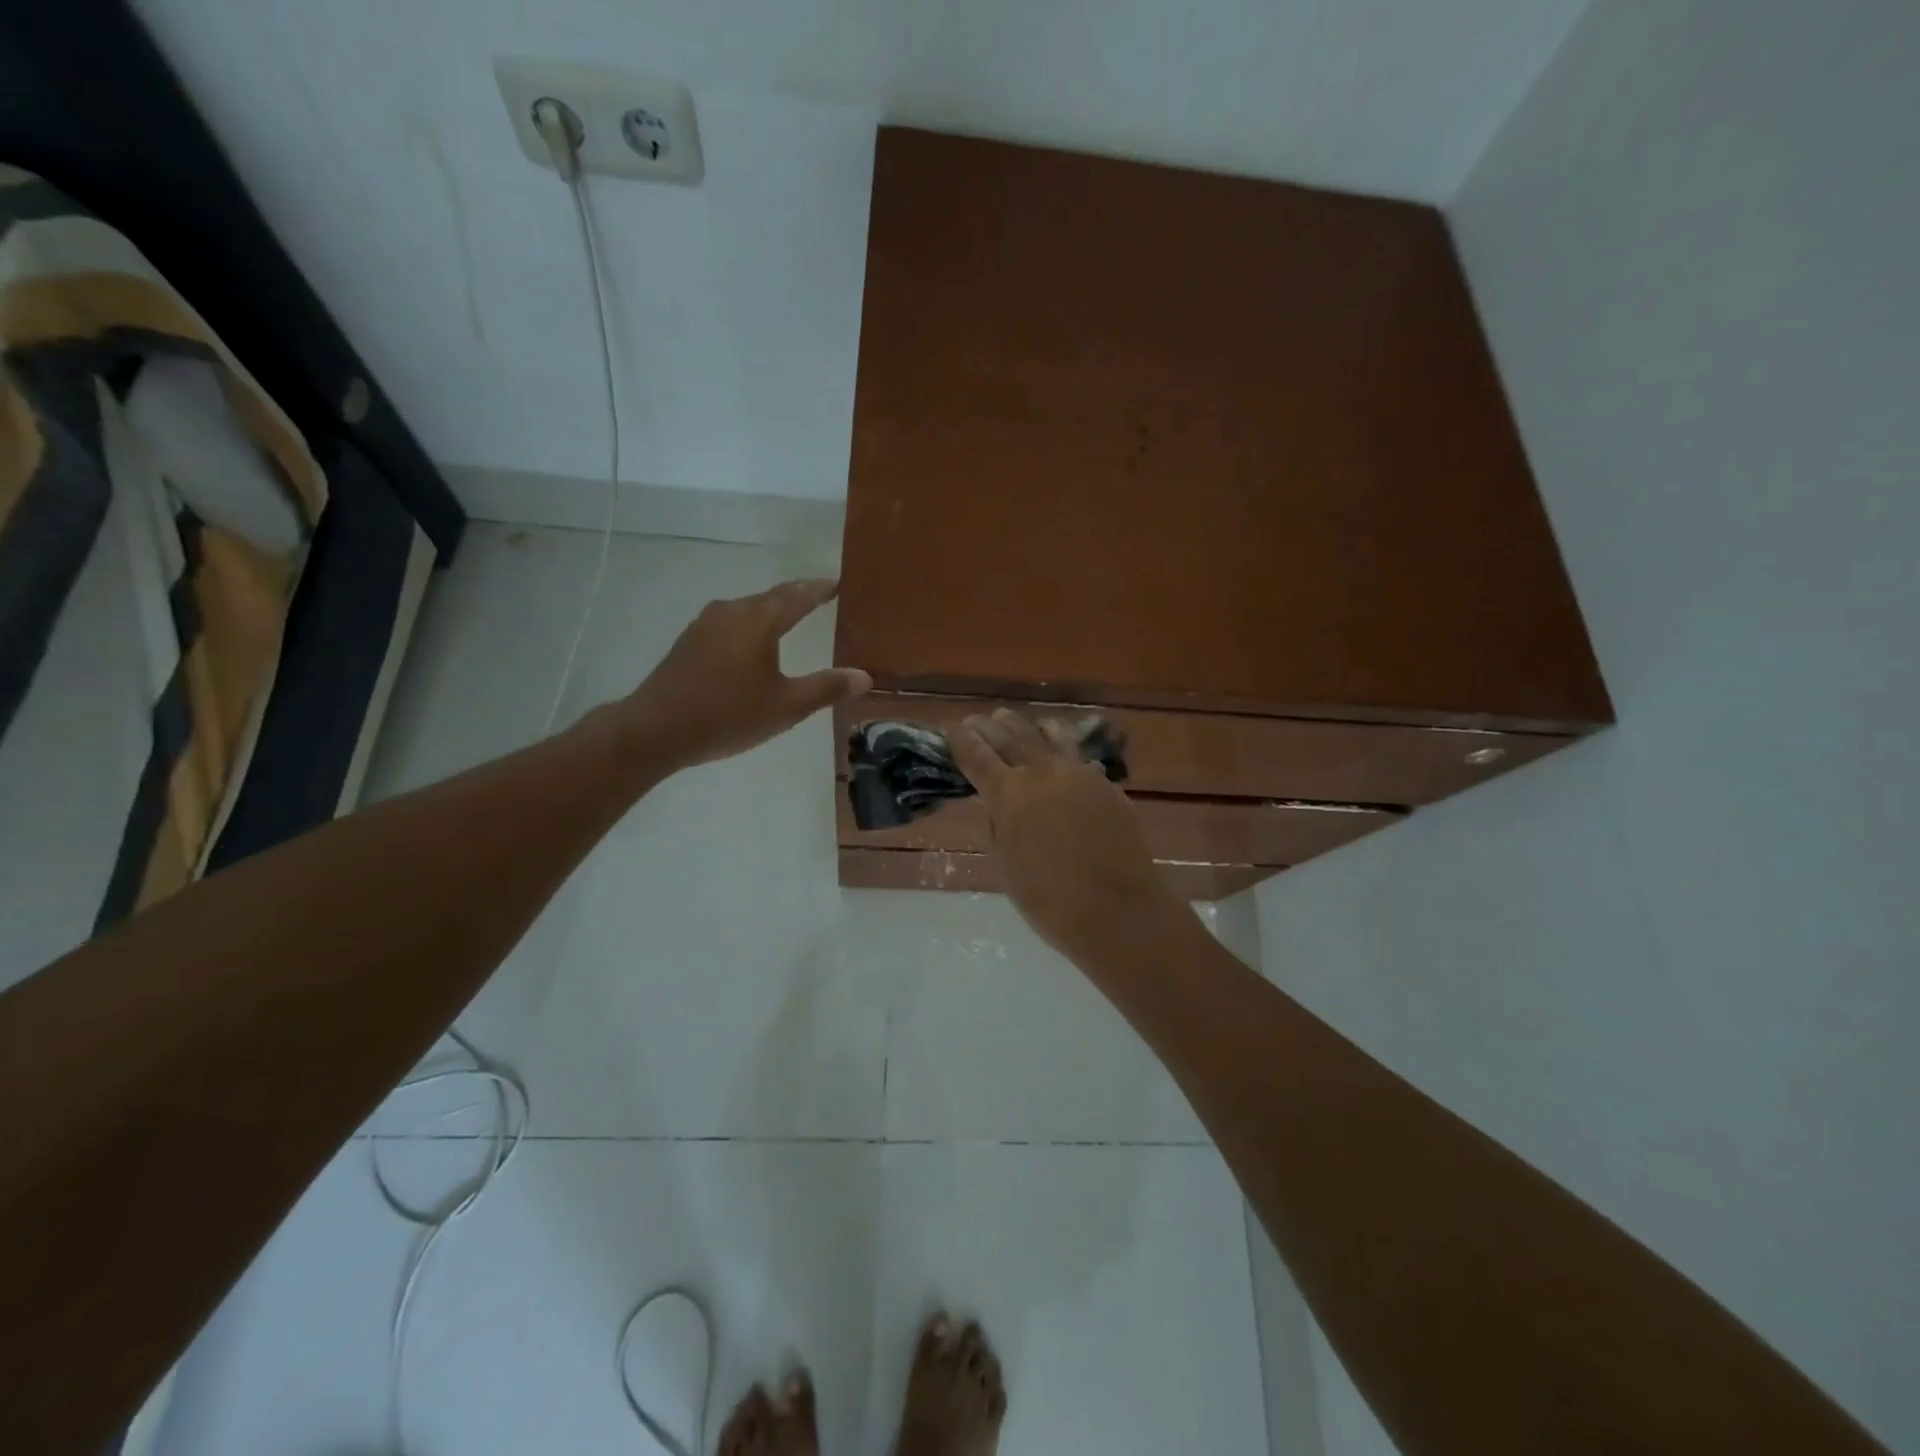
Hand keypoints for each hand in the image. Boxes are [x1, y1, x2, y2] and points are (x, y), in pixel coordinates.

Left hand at [619, 578, 870, 773]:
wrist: (656, 729)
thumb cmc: (728, 715)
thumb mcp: (786, 707)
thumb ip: (826, 688)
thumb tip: (864, 676)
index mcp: (759, 622)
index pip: (797, 596)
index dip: (819, 589)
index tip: (836, 583)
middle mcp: (731, 613)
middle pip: (770, 597)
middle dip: (795, 595)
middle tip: (817, 594)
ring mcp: (705, 625)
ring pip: (746, 608)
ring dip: (769, 608)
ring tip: (787, 615)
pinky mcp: (688, 642)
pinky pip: (729, 622)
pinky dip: (749, 624)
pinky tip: (749, 641)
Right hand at [950, 708, 1185, 962]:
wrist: (1117, 910)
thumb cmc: (1050, 901)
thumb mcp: (1006, 866)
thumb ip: (998, 826)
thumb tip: (998, 804)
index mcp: (1009, 795)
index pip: (977, 756)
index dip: (962, 740)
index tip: (953, 729)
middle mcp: (1042, 773)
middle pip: (1011, 737)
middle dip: (990, 726)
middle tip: (978, 719)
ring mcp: (1079, 774)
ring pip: (1048, 736)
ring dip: (1026, 727)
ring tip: (1013, 720)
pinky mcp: (1105, 783)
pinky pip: (1077, 754)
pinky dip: (1060, 744)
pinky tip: (1057, 744)